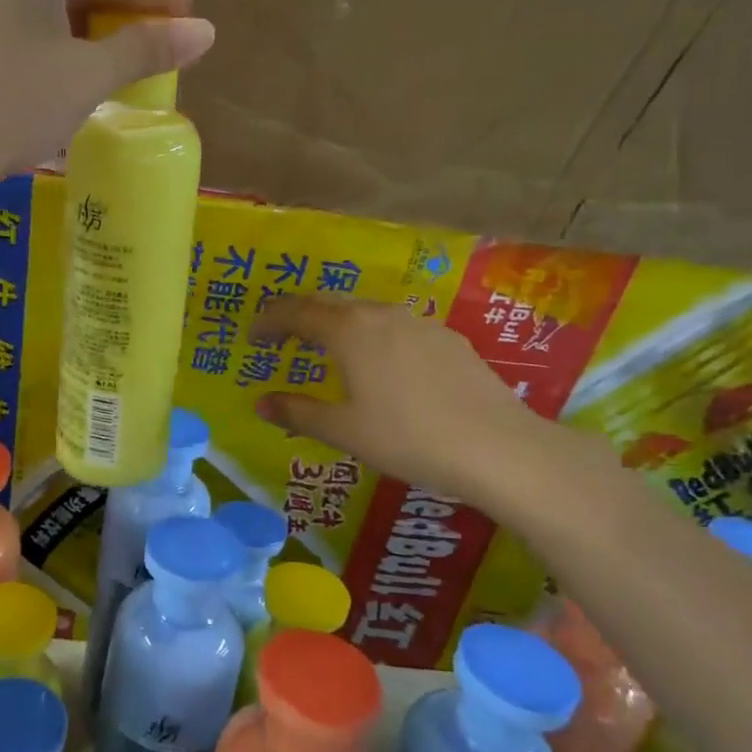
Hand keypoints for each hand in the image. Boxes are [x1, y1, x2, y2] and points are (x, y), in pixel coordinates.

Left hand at [0, 0, 215, 198]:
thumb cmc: (14, 100)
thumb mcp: (89, 75)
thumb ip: (147, 49)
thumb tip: (206, 32)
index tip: (193, 22)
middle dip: (124, 21)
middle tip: (163, 51)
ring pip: (54, 14)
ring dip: (93, 42)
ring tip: (126, 72)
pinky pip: (28, 35)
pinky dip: (60, 55)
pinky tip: (76, 84)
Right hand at [250, 295, 599, 514]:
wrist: (499, 448)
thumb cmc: (409, 438)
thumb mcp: (344, 431)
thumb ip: (298, 412)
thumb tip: (260, 403)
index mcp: (350, 330)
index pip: (296, 311)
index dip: (269, 321)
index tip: (252, 338)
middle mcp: (383, 314)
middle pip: (330, 303)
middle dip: (300, 317)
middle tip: (282, 340)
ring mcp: (420, 323)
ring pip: (366, 312)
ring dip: (338, 325)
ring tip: (328, 353)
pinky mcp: (449, 339)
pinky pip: (396, 327)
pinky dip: (372, 336)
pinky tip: (380, 367)